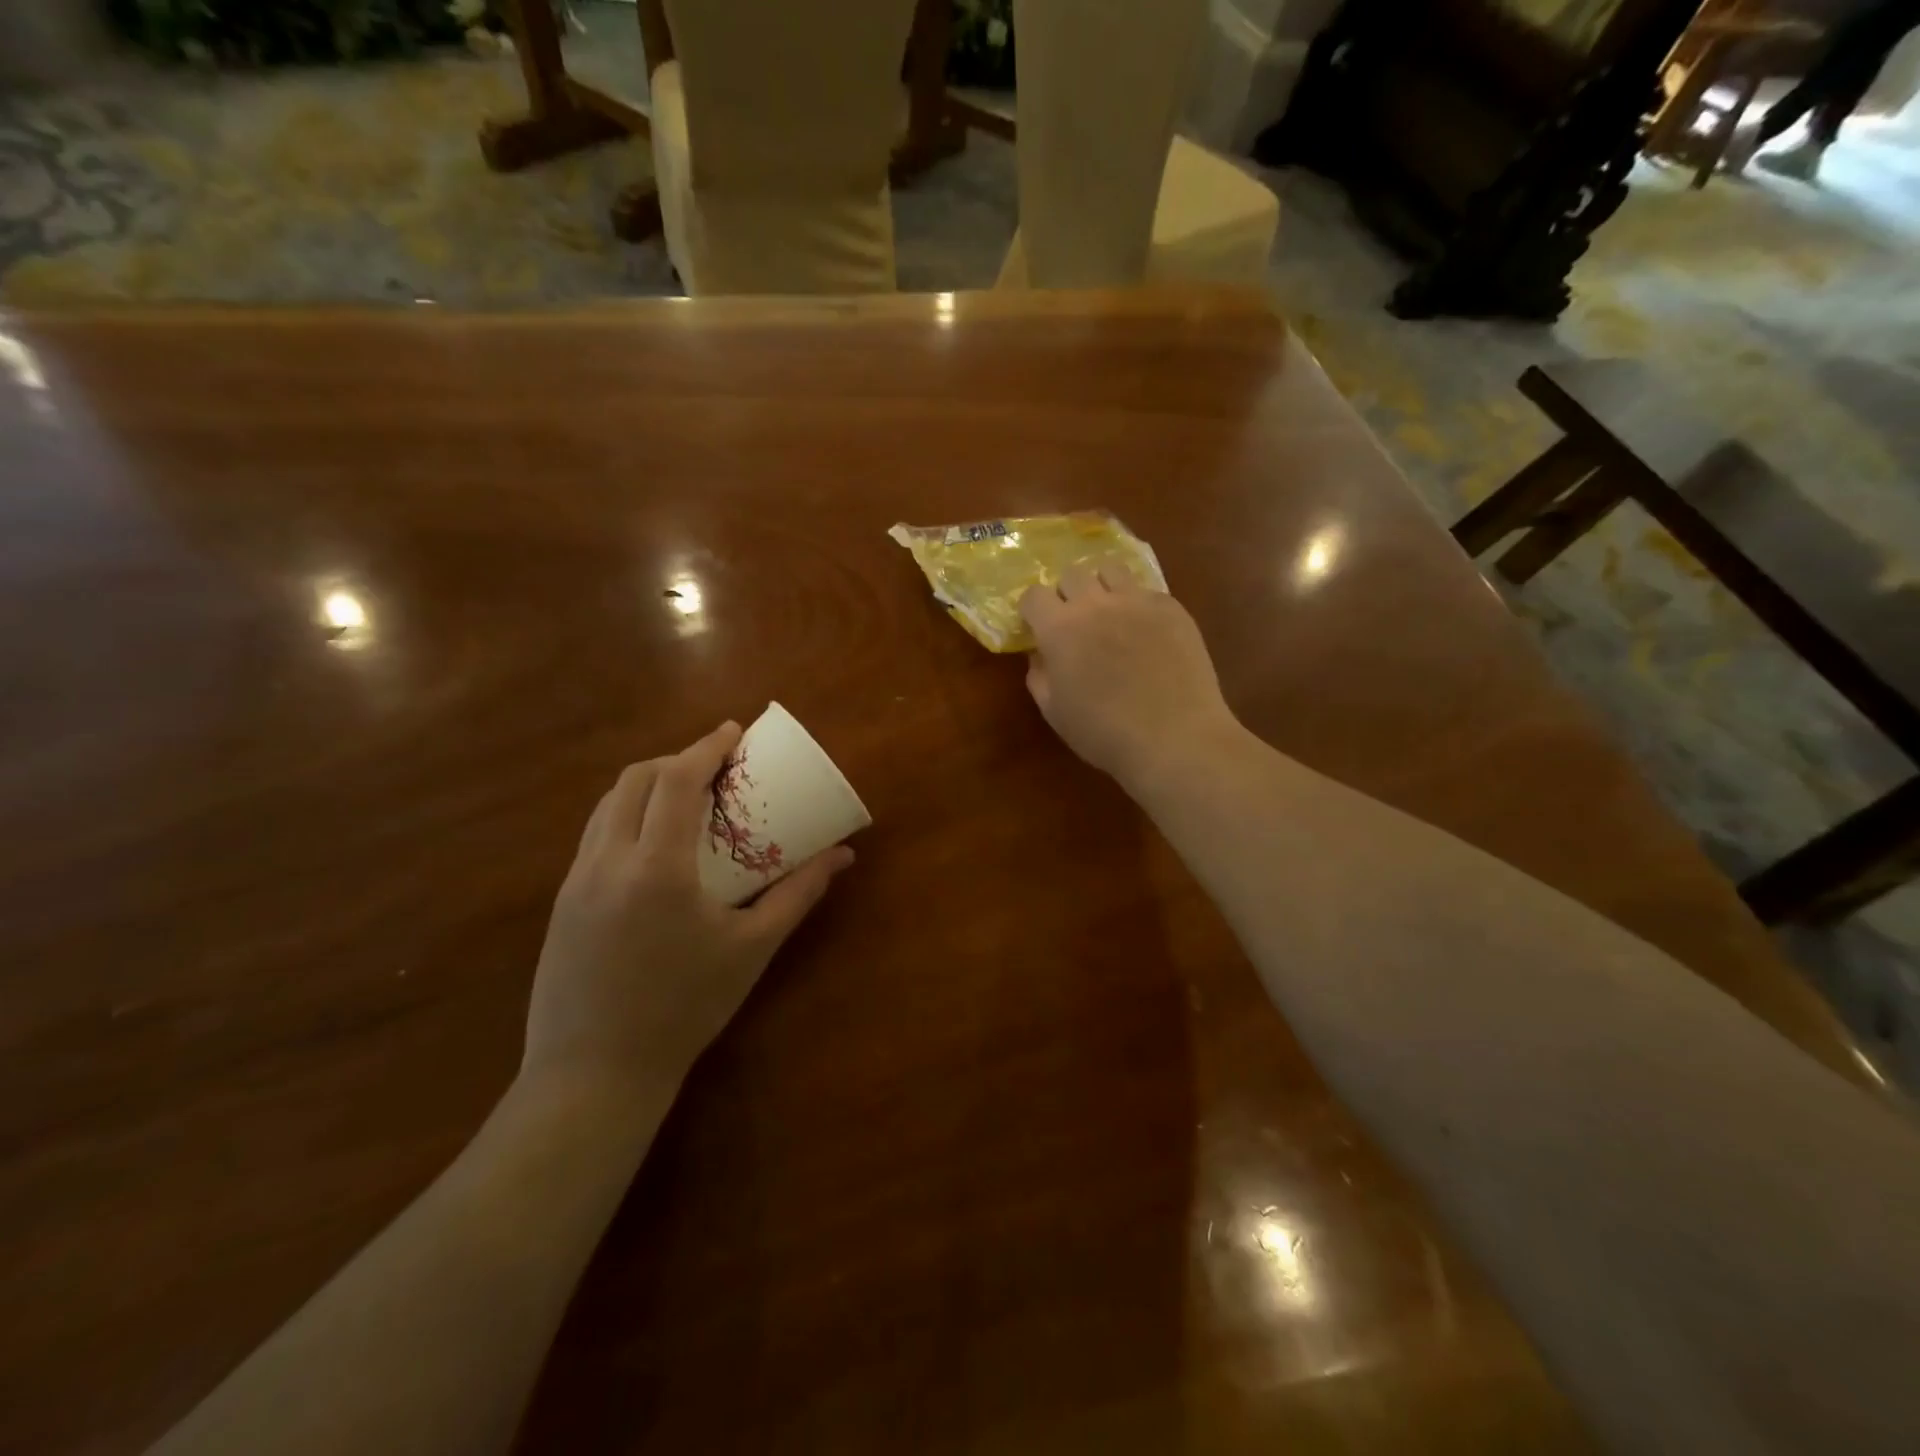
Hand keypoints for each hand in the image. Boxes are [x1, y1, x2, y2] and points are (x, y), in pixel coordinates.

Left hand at [523, 722, 852, 1098]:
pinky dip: (626, 816)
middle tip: (713, 766)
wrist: (594, 1075)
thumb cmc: (684, 1008)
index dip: (705, 747)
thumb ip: (798, 894)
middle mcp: (607, 861)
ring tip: (684, 796)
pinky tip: (652, 843)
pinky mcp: (561, 903)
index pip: (675, 780)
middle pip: (634, 780)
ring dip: (647, 786)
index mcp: (656, 868)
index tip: (734, 731)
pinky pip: (594, 835)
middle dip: (675, 759)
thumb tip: (843, 855)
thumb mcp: (752, 949)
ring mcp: (576, 881)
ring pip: (607, 805)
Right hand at [1020, 566, 1239, 786]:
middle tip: (1075, 622)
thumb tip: (1040, 654)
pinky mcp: (1171, 607)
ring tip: (1110, 613)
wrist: (1174, 738)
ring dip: (1102, 586)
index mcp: (1060, 628)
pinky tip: (1146, 632)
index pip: (1034, 594)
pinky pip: (1146, 590)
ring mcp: (1137, 600)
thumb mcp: (1054, 712)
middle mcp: (1096, 603)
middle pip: (1072, 573)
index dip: (1033, 610)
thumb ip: (1039, 676)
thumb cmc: (1104, 733)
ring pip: (1111, 569)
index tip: (1038, 627)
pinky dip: (1138, 604)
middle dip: (1067, 594)